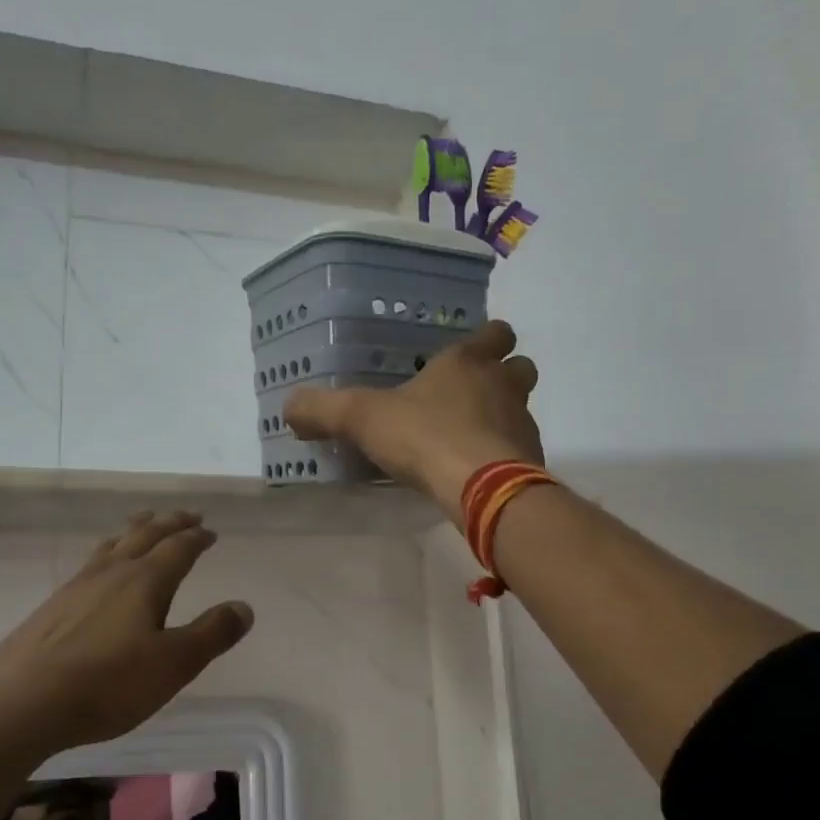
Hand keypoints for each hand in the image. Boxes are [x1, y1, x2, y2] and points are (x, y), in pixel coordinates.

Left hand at [0, 512, 253, 750]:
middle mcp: (112, 573)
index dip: (197, 538)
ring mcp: (77, 586)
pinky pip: (90, 563)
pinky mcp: (53, 606)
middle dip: (169, 524)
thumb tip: (244, 607)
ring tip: (143, 524)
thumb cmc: (108, 683)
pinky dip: (108, 553)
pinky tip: (99, 569)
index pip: (178, 549)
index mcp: (145, 581)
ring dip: (135, 530)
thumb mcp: (174, 664)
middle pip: (145, 536)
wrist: (22, 701)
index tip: (210, 532)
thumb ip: (211, 634)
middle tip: (185, 515)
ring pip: (113, 545)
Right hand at [285, 318, 543, 518]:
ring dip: (504, 416)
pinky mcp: (531, 459)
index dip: (487, 338)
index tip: (471, 351)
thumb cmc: (424, 436)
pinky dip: (505, 455)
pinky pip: (521, 449)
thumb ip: (323, 409)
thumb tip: (289, 407)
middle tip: (473, 394)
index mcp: (468, 362)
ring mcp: (522, 422)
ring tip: (470, 438)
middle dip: (504, 374)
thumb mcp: (361, 418)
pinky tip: (477, 472)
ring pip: (522, 408)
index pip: (495, 332)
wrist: (481, 486)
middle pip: (520, 366)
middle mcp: (502, 385)